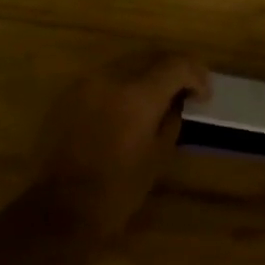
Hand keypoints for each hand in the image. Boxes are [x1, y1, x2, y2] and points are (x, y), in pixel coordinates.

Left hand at [34, 53, 209, 239]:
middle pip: (150, 56)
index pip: (175, 64)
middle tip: (185, 90)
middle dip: (172, 69)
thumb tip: (177, 101)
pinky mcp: (68, 93)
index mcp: (137, 95)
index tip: (203, 95)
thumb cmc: (117, 190)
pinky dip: (121, 84)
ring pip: (125, 63)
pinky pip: (103, 78)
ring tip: (156, 97)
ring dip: (145, 74)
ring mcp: (85, 82)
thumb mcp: (158, 157)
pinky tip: (125, 107)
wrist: (61, 208)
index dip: (196, 75)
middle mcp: (110, 78)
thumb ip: (171, 119)